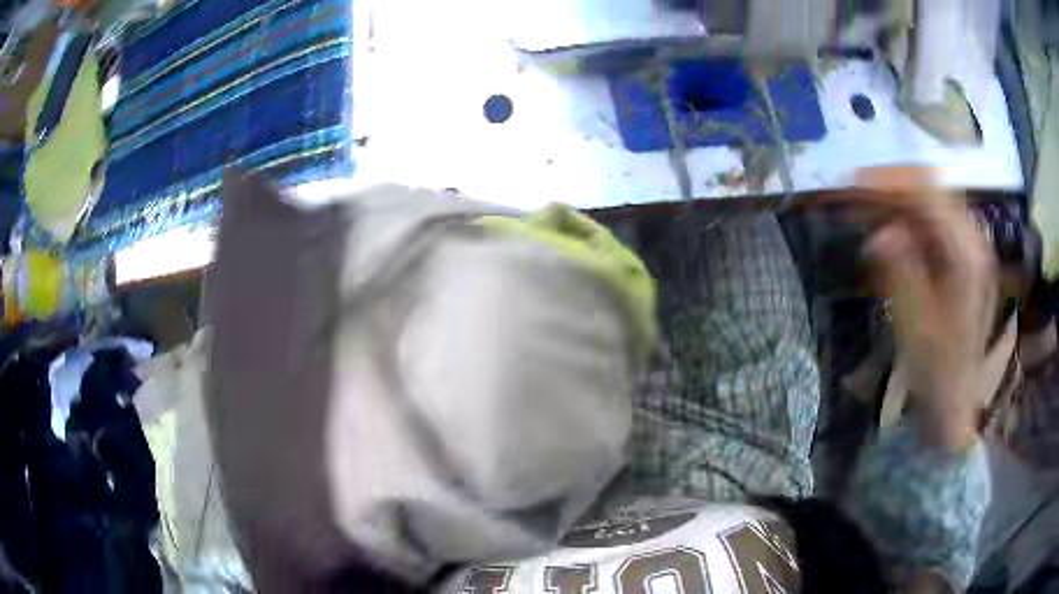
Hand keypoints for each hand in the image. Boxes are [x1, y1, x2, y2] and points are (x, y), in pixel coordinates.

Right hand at [859, 168, 997, 450]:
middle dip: (893, 186)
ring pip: (934, 202)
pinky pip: (937, 222)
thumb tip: (880, 231)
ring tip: (869, 207)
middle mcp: (974, 240)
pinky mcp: (967, 258)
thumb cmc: (935, 367)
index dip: (887, 183)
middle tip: (856, 193)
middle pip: (931, 190)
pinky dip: (912, 218)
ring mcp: (972, 247)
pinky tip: (894, 228)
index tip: (852, 182)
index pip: (926, 195)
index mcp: (966, 254)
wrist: (955, 399)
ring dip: (901, 199)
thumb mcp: (914, 322)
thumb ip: (900, 270)